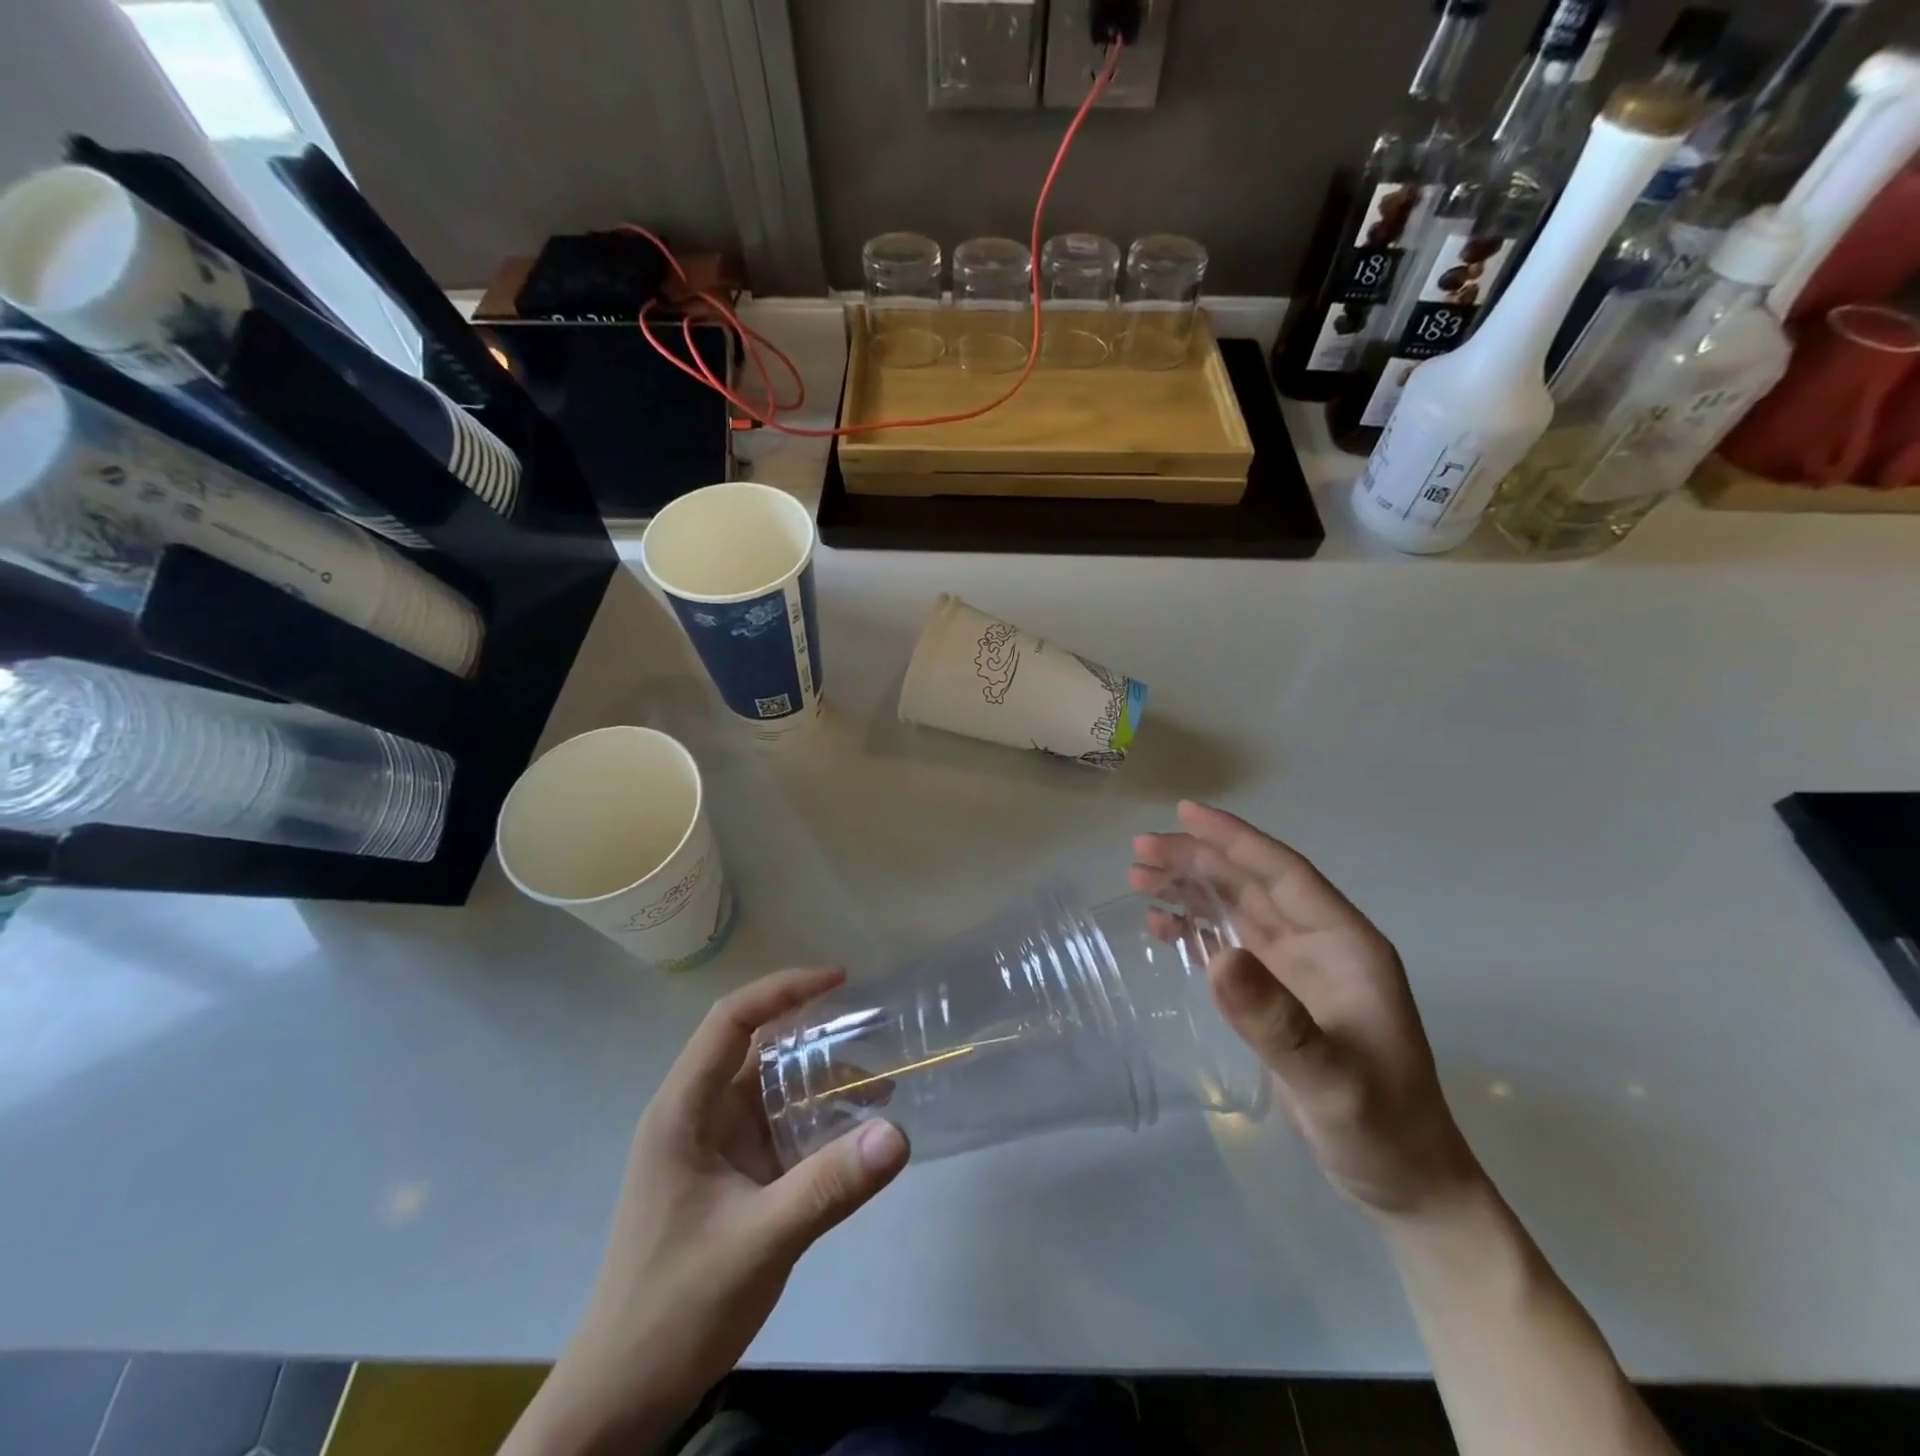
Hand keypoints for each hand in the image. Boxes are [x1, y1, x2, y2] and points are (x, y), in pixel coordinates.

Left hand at [503, 968, 909, 1455]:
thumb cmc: (675, 1307)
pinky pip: (779, 1129)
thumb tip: (898, 1133)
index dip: (784, 990)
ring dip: (821, 1082)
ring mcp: (713, 1148)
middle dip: (814, 1033)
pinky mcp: (730, 1179)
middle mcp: (697, 1116)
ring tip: (881, 1085)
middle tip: (875, 1028)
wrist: (622, 1398)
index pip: (732, 1021)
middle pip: (757, 1049)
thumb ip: (828, 1186)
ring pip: (772, 1090)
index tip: (840, 979)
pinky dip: (817, 1121)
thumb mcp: (759, 1242)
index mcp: (684, 1111)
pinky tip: (857, 1135)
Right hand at [1132, 802, 1479, 1217]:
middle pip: (1250, 884)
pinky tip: (1163, 927)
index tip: (1184, 813)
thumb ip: (1276, 1021)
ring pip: (1236, 908)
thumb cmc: (1379, 1126)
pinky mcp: (1276, 995)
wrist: (1403, 1182)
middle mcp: (1318, 944)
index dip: (1234, 839)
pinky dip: (1194, 929)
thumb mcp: (1330, 1079)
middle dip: (1197, 861)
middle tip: (1139, 850)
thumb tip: (1218, 957)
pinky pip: (1228, 944)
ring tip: (1139, 877)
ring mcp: (1296, 969)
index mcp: (1344, 944)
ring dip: (1191, 888)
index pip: (1283, 873)